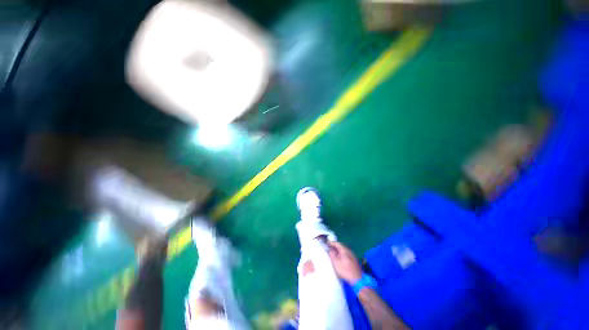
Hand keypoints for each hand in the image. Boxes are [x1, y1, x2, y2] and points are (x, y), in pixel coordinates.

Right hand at [327, 241, 362, 283]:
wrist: (357, 280)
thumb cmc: (345, 271)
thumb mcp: (335, 263)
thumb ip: (332, 255)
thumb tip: (330, 249)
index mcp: (344, 250)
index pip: (337, 243)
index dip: (331, 243)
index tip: (327, 243)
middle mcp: (349, 251)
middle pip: (341, 246)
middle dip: (335, 246)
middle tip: (329, 248)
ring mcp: (353, 256)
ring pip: (344, 251)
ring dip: (338, 251)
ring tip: (334, 253)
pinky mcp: (354, 261)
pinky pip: (347, 254)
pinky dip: (342, 254)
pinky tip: (340, 259)